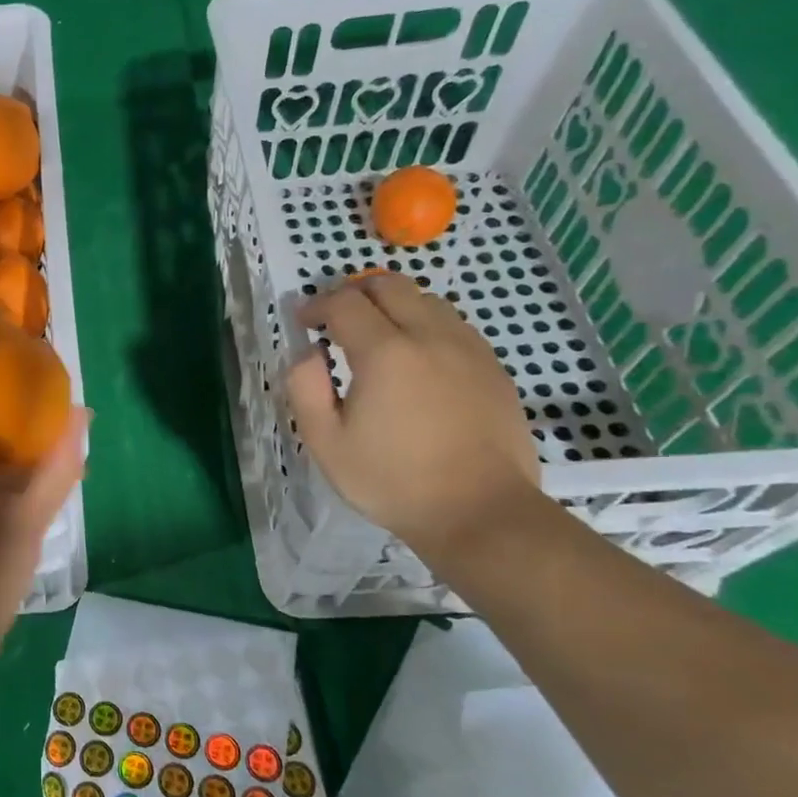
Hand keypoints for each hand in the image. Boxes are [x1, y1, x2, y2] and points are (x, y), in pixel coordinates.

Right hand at [285, 273, 539, 554]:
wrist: (481, 512)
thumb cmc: (393, 481)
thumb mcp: (326, 443)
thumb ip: (305, 388)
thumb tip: (306, 352)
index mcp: (385, 353)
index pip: (344, 303)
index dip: (316, 305)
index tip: (303, 322)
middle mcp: (430, 336)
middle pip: (389, 284)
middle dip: (355, 292)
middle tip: (337, 318)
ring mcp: (469, 348)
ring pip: (426, 300)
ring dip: (393, 306)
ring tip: (377, 337)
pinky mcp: (493, 367)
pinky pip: (454, 325)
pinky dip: (426, 326)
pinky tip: (417, 360)